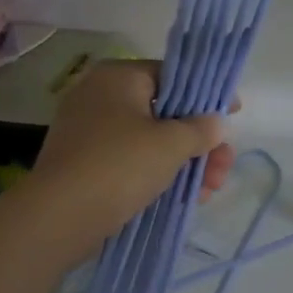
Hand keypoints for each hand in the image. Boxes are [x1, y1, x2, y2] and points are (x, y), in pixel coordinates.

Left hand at [25, 60, 234, 252]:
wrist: (59, 217)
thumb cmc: (119, 165)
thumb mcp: (171, 144)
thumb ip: (201, 129)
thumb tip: (216, 122)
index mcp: (118, 77)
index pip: (173, 76)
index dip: (207, 96)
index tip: (233, 115)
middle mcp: (100, 96)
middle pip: (165, 113)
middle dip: (199, 142)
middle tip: (222, 167)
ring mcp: (89, 132)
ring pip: (150, 141)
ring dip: (184, 163)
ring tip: (209, 191)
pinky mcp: (86, 164)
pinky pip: (132, 161)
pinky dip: (158, 174)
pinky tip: (185, 198)